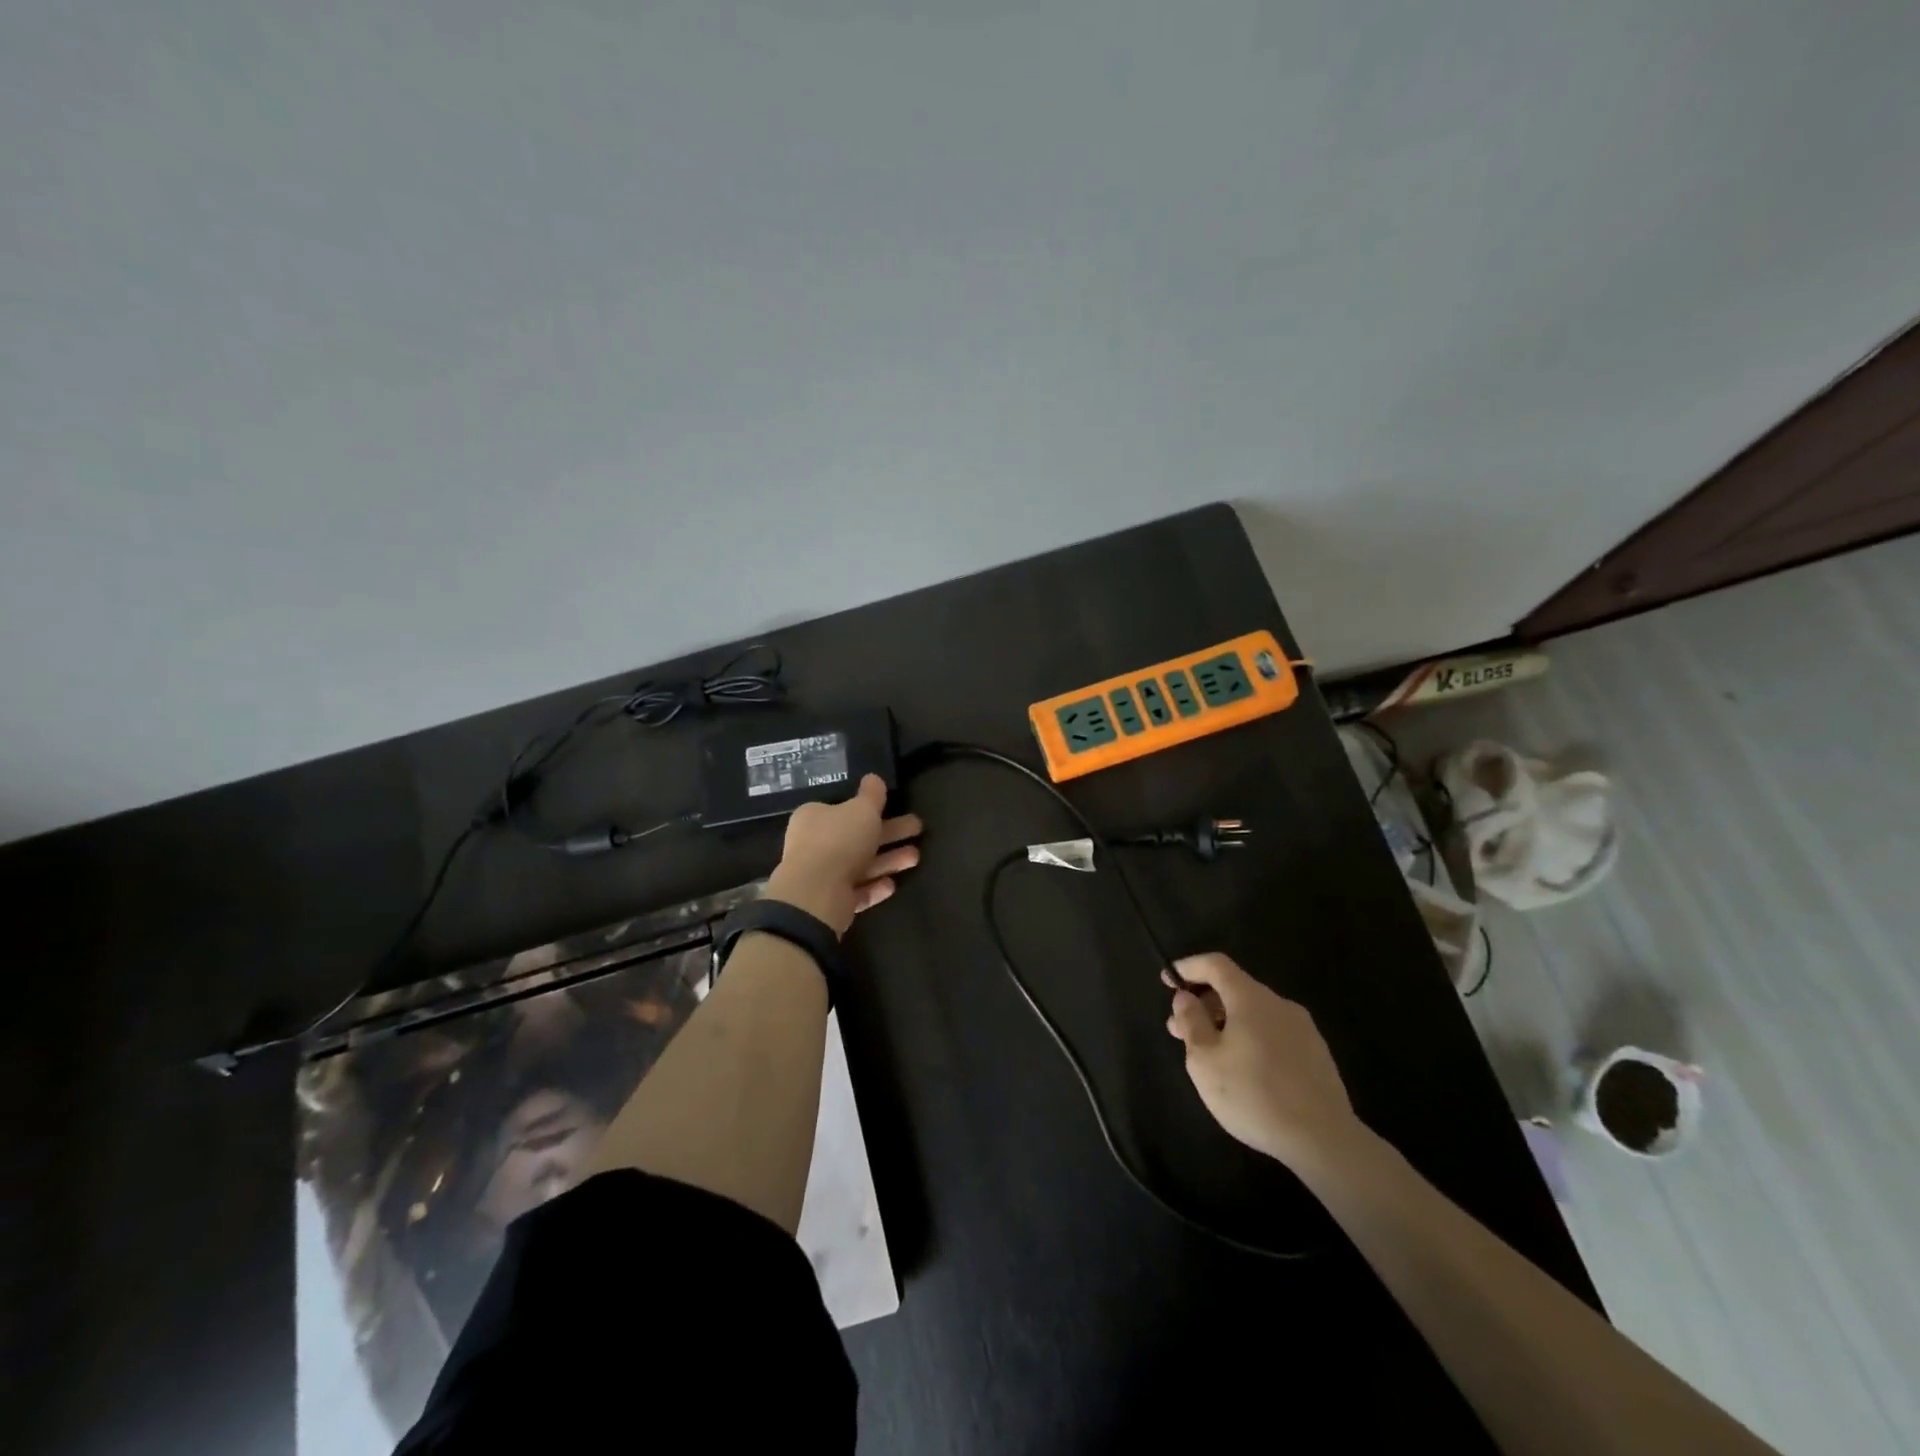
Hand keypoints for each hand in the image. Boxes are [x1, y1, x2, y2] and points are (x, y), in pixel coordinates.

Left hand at [765, 774, 922, 935]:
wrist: (816, 895)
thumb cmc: (839, 841)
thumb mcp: (862, 809)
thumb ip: (871, 794)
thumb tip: (873, 778)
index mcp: (814, 817)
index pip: (843, 808)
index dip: (870, 808)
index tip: (894, 807)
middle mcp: (814, 844)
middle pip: (858, 836)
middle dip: (890, 834)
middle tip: (918, 828)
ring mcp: (821, 875)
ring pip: (860, 864)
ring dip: (888, 860)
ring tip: (916, 857)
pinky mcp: (830, 901)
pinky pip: (857, 890)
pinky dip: (874, 886)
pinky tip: (892, 885)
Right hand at [1164, 952, 1360, 1169]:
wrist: (1324, 1140)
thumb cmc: (1254, 1095)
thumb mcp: (1205, 1060)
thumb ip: (1191, 1022)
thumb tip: (1185, 997)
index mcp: (1251, 998)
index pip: (1216, 965)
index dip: (1189, 967)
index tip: (1168, 980)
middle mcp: (1279, 1005)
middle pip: (1235, 989)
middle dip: (1204, 1004)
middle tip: (1179, 1030)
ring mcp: (1303, 1029)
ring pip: (1255, 1014)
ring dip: (1226, 1024)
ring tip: (1209, 1054)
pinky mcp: (1316, 1055)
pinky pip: (1273, 1033)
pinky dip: (1250, 1038)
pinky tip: (1244, 1070)